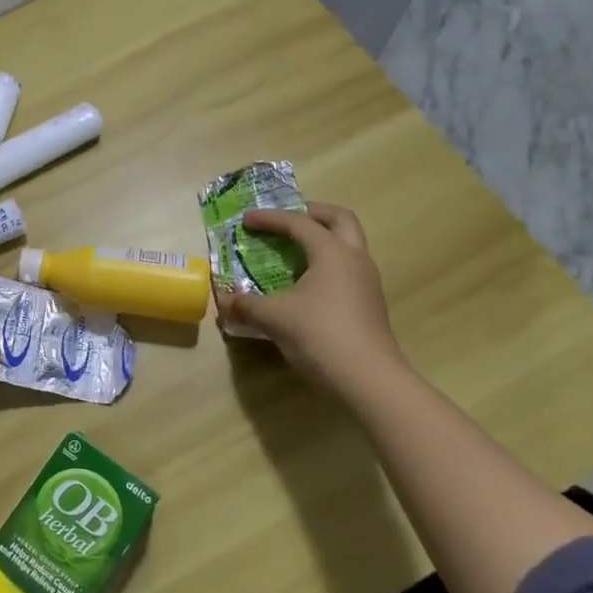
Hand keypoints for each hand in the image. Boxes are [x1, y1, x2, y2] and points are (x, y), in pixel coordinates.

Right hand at [217, 203, 406, 394]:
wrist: (368, 378)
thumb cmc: (320, 335)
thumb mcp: (274, 318)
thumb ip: (246, 305)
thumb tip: (224, 303)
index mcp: (332, 252)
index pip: (299, 223)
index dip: (271, 218)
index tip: (247, 220)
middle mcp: (354, 258)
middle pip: (340, 219)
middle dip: (312, 213)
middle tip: (287, 220)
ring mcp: (367, 281)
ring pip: (348, 244)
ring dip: (322, 239)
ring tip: (294, 251)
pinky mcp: (369, 303)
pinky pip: (347, 268)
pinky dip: (327, 263)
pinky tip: (306, 284)